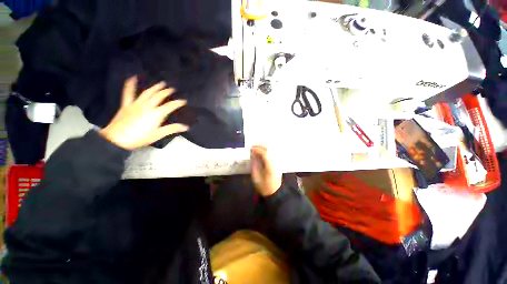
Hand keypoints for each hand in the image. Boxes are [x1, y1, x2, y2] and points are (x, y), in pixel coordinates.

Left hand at [99, 77, 188, 149]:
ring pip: (147, 93)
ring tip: (161, 83)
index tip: (183, 101)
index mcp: (156, 114)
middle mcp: (148, 106)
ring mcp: (136, 104)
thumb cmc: (140, 137)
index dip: (178, 103)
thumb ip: (172, 129)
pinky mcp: (127, 104)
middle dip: (167, 92)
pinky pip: (128, 93)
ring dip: (155, 87)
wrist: (118, 139)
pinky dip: (130, 85)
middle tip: (172, 89)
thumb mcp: (158, 134)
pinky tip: (132, 78)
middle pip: (159, 96)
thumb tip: (185, 127)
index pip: (170, 106)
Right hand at [251, 145, 281, 196]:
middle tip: (252, 146)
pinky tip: (261, 151)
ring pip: (271, 150)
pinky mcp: (277, 163)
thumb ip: (254, 165)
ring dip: (263, 147)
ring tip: (256, 147)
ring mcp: (277, 162)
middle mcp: (275, 162)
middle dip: (260, 146)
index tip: (251, 149)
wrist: (275, 192)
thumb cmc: (264, 186)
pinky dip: (266, 150)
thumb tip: (253, 155)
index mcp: (270, 166)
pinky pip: (272, 153)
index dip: (257, 149)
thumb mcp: (256, 177)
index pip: (264, 154)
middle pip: (269, 150)